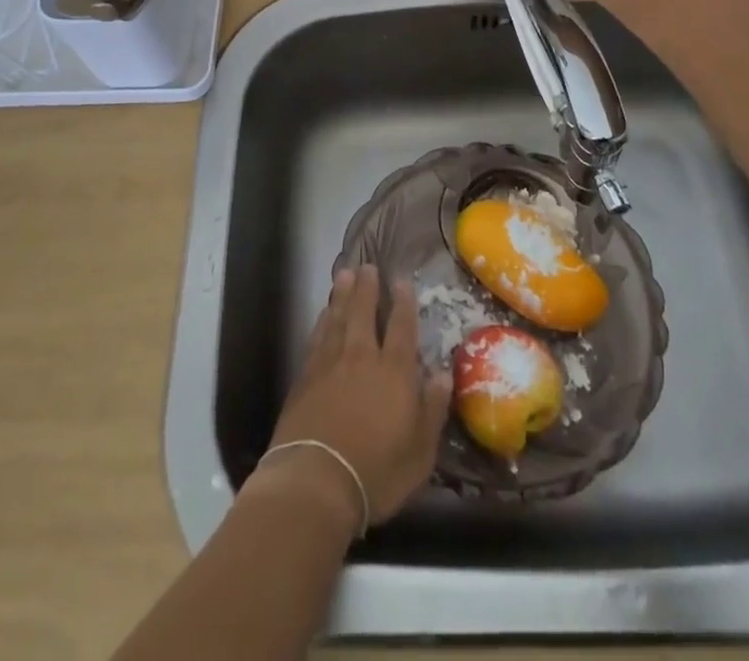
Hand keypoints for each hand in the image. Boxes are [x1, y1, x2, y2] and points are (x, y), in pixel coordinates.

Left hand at [251, 265, 452, 532]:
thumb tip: (443, 374)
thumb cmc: (376, 473)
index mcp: (394, 373)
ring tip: (345, 275)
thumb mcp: (420, 453)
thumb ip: (432, 409)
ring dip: (343, 295)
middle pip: (364, 313)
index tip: (402, 281)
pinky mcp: (305, 377)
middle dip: (368, 288)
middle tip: (368, 266)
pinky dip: (323, 320)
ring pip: (338, 318)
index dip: (403, 303)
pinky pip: (317, 337)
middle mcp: (362, 358)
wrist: (315, 481)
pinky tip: (324, 313)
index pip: (401, 328)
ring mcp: (330, 364)